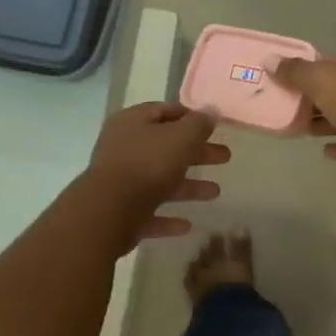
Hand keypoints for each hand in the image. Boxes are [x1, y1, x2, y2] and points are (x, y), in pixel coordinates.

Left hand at [86, 103, 229, 243]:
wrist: (110, 210)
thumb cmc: (148, 164)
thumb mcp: (181, 137)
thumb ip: (199, 124)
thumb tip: (212, 111)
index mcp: (133, 123)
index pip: (163, 111)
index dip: (190, 116)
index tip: (214, 126)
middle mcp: (124, 149)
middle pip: (166, 147)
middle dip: (197, 153)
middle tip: (225, 157)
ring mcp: (121, 182)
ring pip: (160, 180)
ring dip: (188, 186)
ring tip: (216, 192)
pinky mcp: (122, 212)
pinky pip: (150, 212)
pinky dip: (169, 218)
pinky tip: (187, 225)